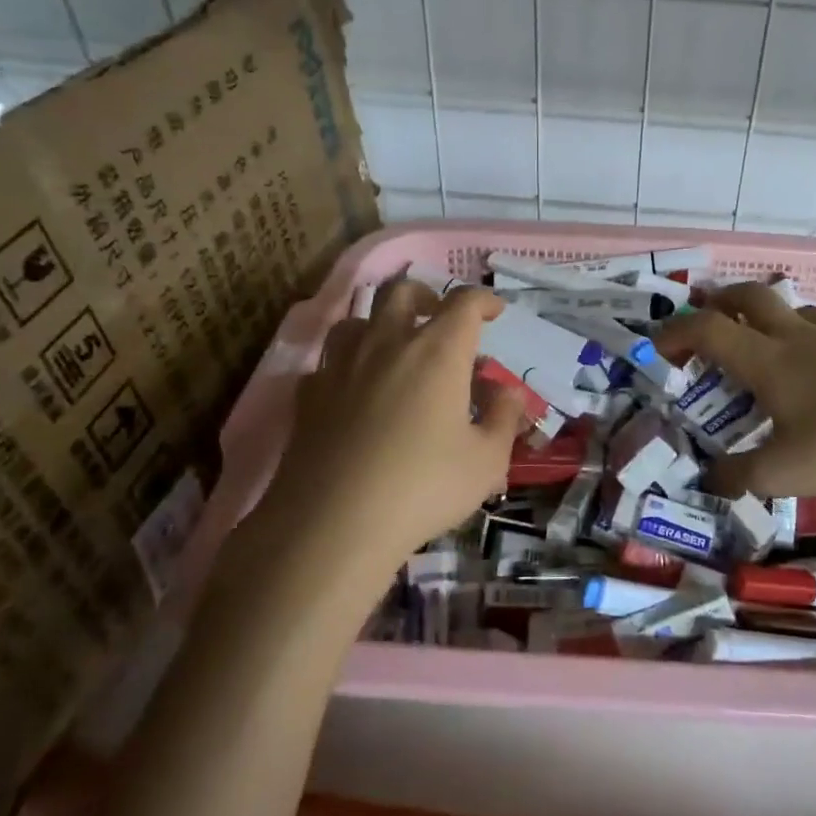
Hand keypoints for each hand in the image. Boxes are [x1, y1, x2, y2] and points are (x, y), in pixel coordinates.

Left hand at [274, 281, 526, 566]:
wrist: (333, 524)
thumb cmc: (423, 487)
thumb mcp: (487, 460)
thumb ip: (503, 418)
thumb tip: (508, 391)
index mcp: (437, 352)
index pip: (463, 303)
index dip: (483, 300)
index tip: (494, 311)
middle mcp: (387, 344)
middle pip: (401, 291)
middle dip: (425, 295)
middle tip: (438, 315)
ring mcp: (341, 366)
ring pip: (356, 319)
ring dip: (379, 323)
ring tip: (393, 347)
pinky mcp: (308, 396)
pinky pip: (327, 363)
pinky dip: (346, 366)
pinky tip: (353, 390)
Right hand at [655, 282, 815, 499]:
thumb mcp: (784, 473)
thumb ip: (739, 476)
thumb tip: (707, 480)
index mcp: (767, 361)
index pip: (708, 330)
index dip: (677, 332)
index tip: (660, 346)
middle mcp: (797, 338)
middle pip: (751, 297)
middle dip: (721, 300)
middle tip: (707, 313)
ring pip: (794, 309)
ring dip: (769, 315)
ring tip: (764, 339)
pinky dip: (809, 336)